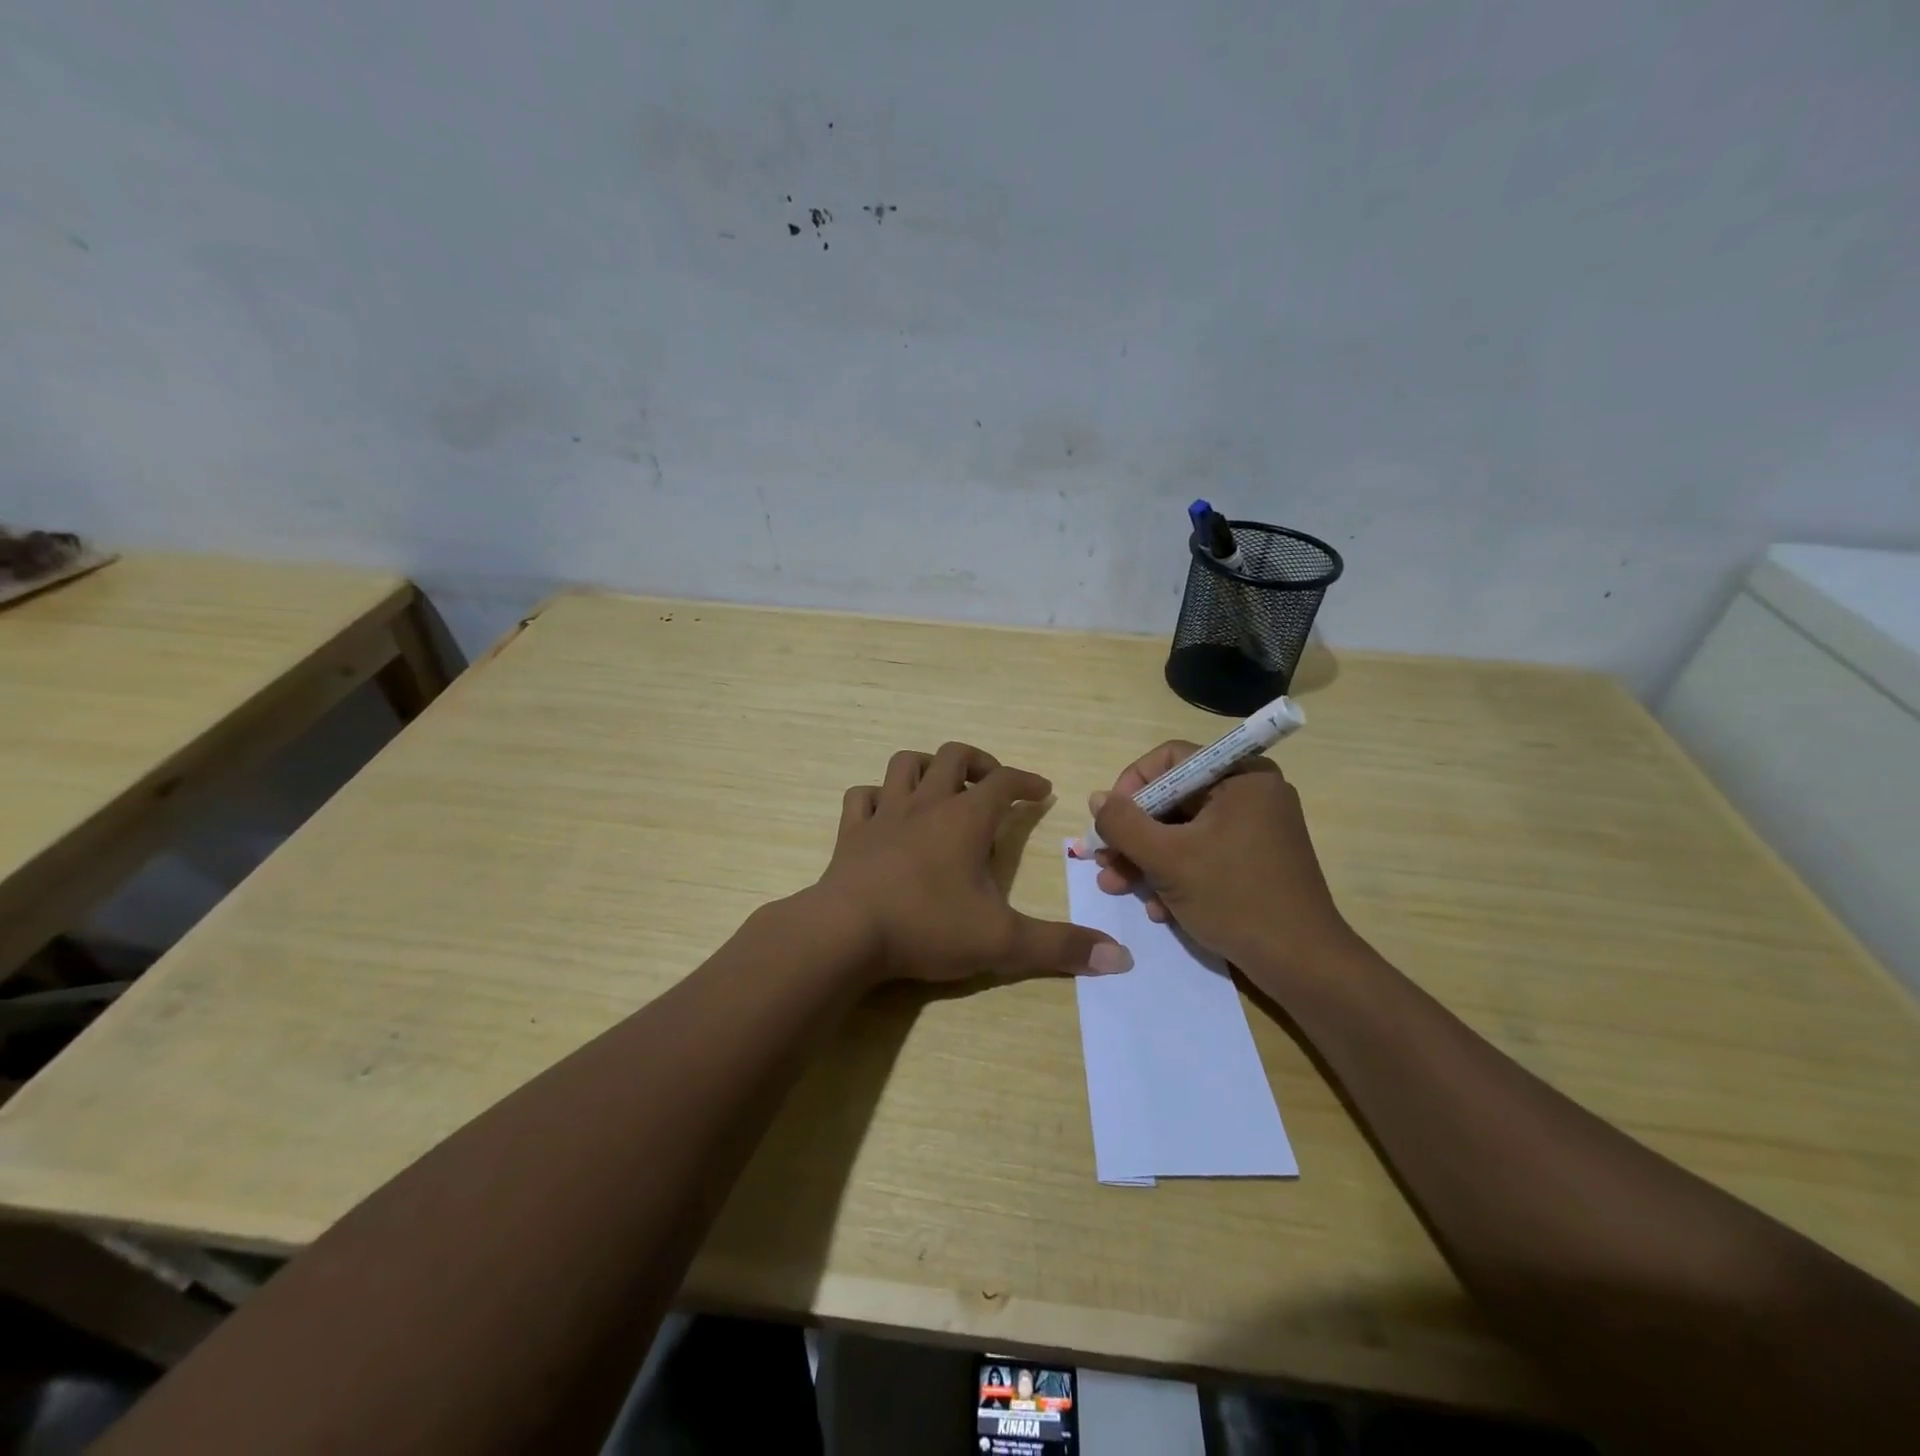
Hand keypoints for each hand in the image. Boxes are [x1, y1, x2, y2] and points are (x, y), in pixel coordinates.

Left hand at [812, 742, 1132, 985]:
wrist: (845, 933)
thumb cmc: (927, 926)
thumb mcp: (1002, 941)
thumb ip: (1060, 947)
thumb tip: (1121, 957)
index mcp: (965, 819)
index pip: (1004, 782)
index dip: (1026, 781)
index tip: (1041, 790)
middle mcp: (925, 804)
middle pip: (953, 757)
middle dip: (979, 763)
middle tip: (992, 784)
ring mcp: (884, 814)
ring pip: (905, 764)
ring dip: (927, 767)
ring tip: (941, 787)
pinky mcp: (851, 833)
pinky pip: (861, 796)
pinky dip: (876, 796)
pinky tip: (885, 812)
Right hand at [1089, 741, 1358, 988]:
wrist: (1301, 964)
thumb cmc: (1235, 898)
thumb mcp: (1168, 859)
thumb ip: (1124, 824)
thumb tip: (1097, 799)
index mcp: (1241, 777)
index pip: (1170, 760)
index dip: (1131, 786)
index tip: (1109, 821)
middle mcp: (1251, 794)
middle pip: (1174, 799)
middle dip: (1133, 834)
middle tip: (1103, 861)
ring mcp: (1255, 829)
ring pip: (1184, 831)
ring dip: (1147, 859)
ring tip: (1116, 887)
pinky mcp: (1255, 861)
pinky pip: (1204, 854)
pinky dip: (1176, 875)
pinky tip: (1158, 908)